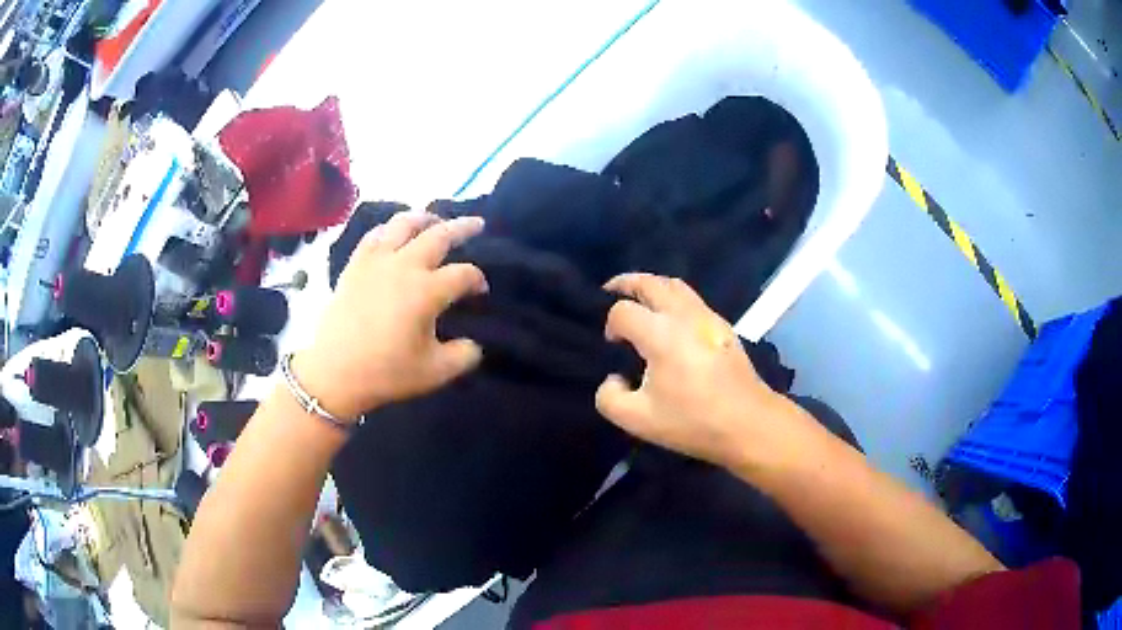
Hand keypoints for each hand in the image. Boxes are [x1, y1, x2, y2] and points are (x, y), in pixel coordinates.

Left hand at [295, 212, 488, 419]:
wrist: (335, 373)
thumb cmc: (386, 372)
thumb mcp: (436, 372)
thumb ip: (464, 356)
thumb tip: (474, 344)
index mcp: (427, 291)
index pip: (464, 274)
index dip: (477, 279)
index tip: (480, 291)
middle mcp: (404, 266)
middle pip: (439, 235)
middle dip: (462, 228)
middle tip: (477, 224)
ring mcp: (377, 261)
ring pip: (404, 224)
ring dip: (424, 218)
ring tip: (434, 219)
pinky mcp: (355, 265)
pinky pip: (374, 235)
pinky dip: (388, 228)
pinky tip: (392, 232)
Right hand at [595, 273, 804, 467]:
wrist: (748, 423)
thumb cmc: (692, 421)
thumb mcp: (637, 420)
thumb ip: (610, 397)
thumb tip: (614, 378)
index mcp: (660, 334)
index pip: (623, 312)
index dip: (611, 325)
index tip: (612, 345)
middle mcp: (683, 316)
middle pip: (651, 283)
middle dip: (627, 283)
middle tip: (610, 290)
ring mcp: (708, 317)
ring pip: (675, 285)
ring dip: (652, 286)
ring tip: (639, 299)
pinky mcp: (723, 326)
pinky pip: (692, 299)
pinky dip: (673, 298)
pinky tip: (670, 320)